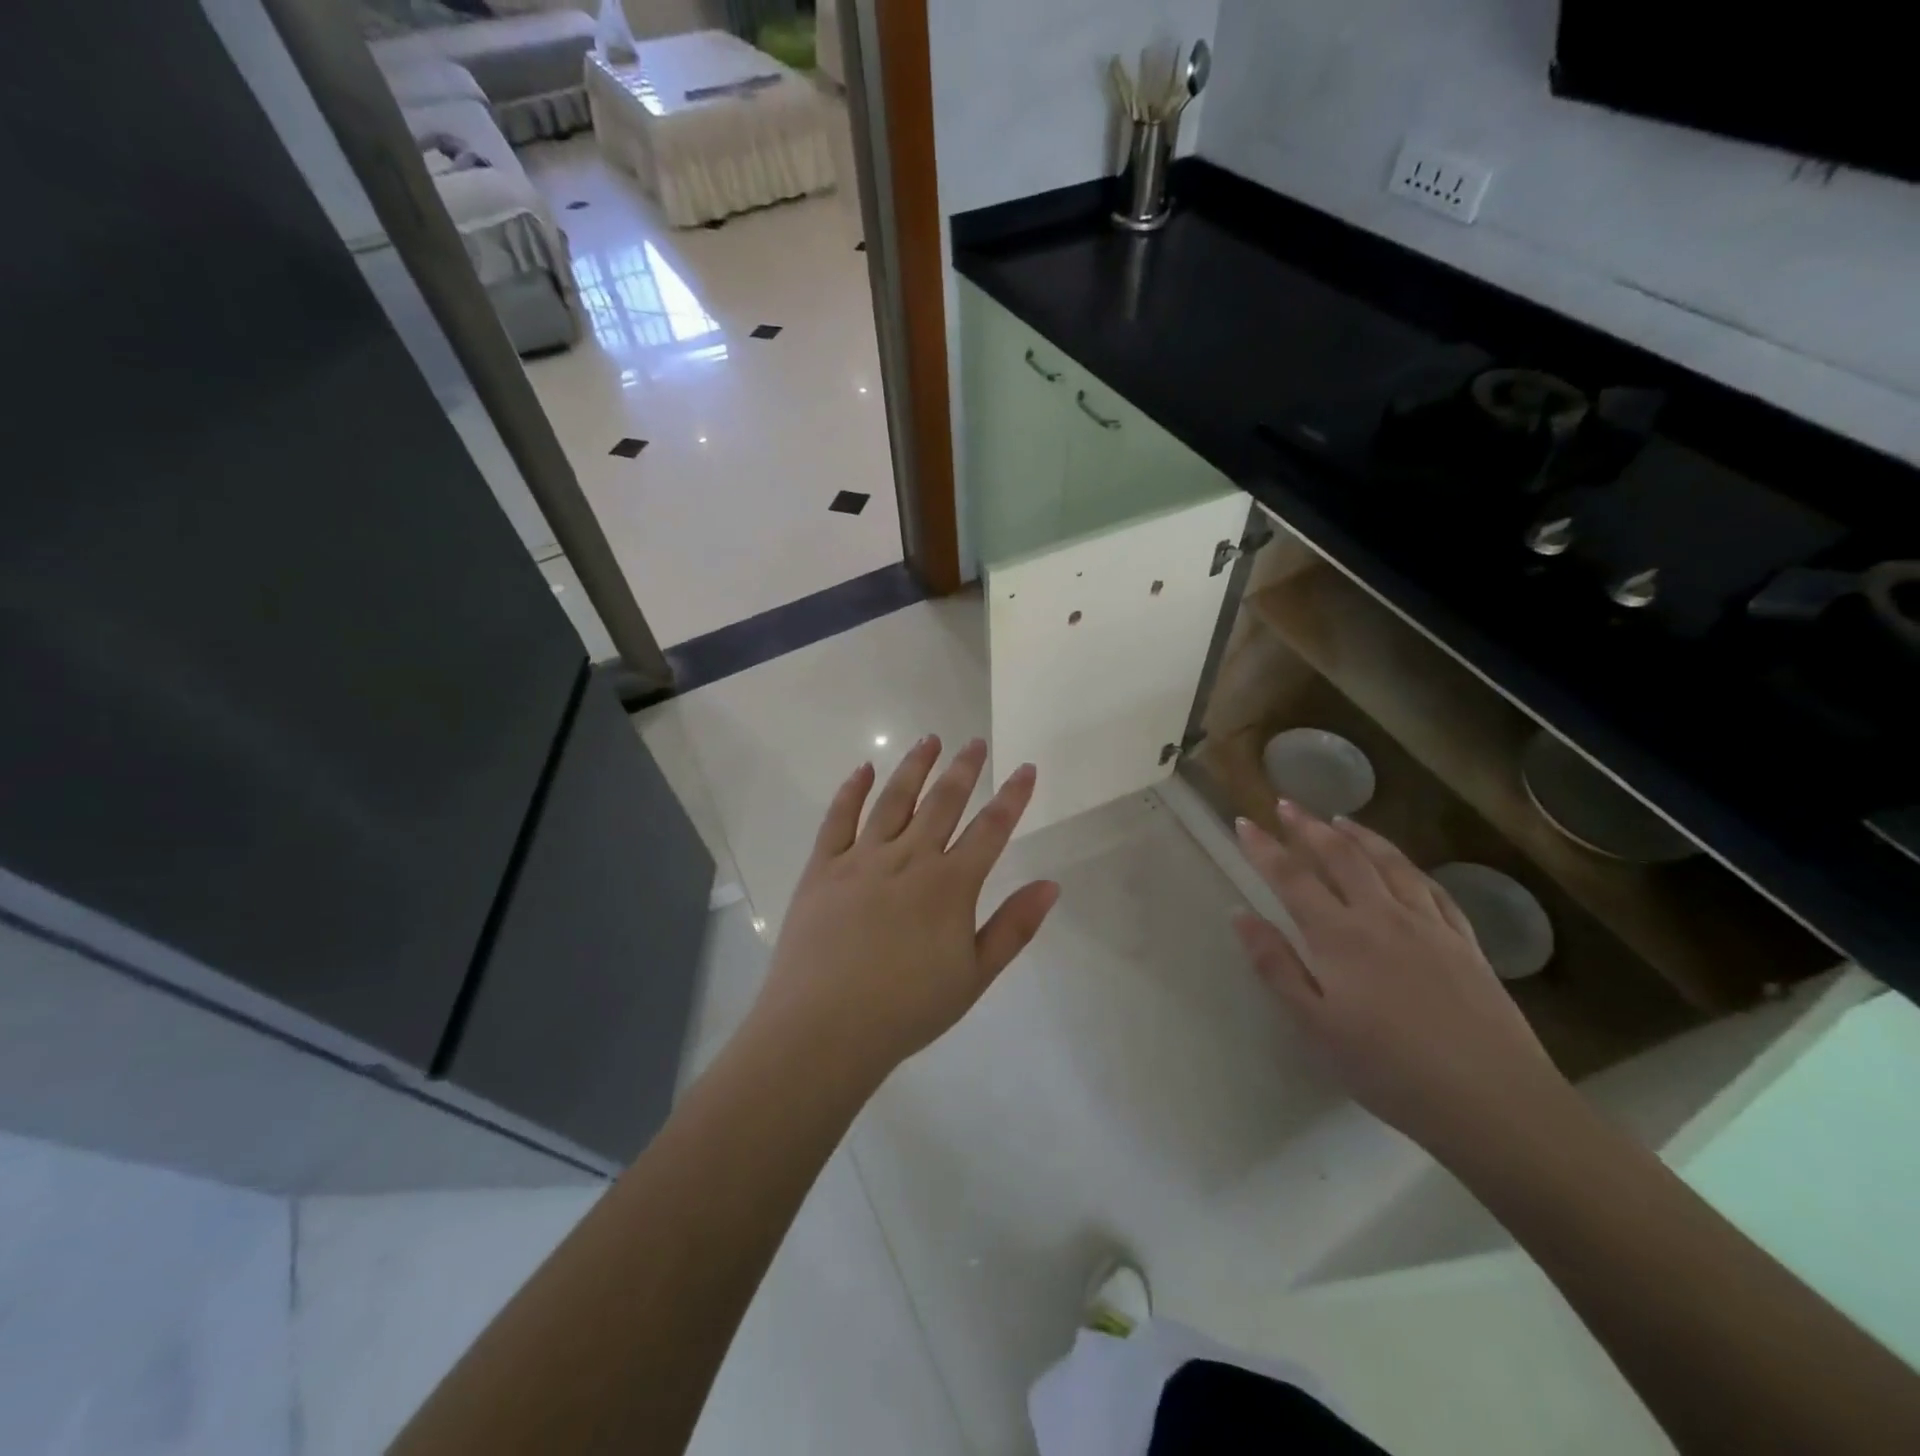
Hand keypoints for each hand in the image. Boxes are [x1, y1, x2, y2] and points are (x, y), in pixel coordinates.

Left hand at [749, 736, 1059, 1083]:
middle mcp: (909, 859)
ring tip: (930, 739)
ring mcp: (862, 858)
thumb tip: (1052, 885)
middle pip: (943, 802)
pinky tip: (863, 769)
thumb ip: (1014, 927)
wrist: (823, 1028)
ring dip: (915, 767)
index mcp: (950, 885)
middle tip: (975, 742)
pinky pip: (839, 818)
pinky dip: (852, 790)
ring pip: (894, 799)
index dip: (1012, 797)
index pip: (990, 829)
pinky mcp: (823, 867)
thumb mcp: (974, 977)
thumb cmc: (906, 1010)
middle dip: (964, 769)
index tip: (1025, 768)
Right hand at [1231, 801, 1563, 1153]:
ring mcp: (1428, 925)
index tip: (1244, 822)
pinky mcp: (1465, 942)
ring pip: (1389, 863)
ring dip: (1359, 834)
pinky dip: (1408, 866)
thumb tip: (1239, 914)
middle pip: (1341, 856)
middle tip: (1287, 804)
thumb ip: (1275, 965)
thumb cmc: (1389, 1070)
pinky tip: (1402, 864)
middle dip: (1309, 826)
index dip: (1264, 847)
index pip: (1291, 877)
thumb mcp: (1315, 1026)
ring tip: (1339, 818)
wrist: (1493, 1102)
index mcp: (1339, 936)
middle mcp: (1381, 916)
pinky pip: (1432, 888)